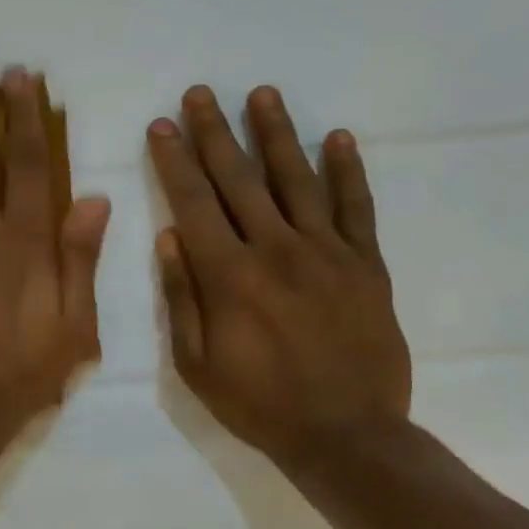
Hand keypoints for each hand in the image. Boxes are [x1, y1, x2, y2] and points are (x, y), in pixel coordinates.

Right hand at [147, 85, 409, 464]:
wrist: (347, 435)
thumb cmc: (259, 404)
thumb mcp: (197, 365)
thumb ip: (183, 297)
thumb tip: (169, 238)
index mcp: (230, 276)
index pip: (194, 204)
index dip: (175, 162)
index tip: (162, 126)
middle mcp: (276, 250)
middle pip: (240, 179)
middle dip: (215, 133)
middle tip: (200, 92)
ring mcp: (328, 253)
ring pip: (297, 180)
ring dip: (277, 134)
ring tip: (262, 94)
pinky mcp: (366, 265)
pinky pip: (357, 208)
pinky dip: (348, 171)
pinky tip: (338, 137)